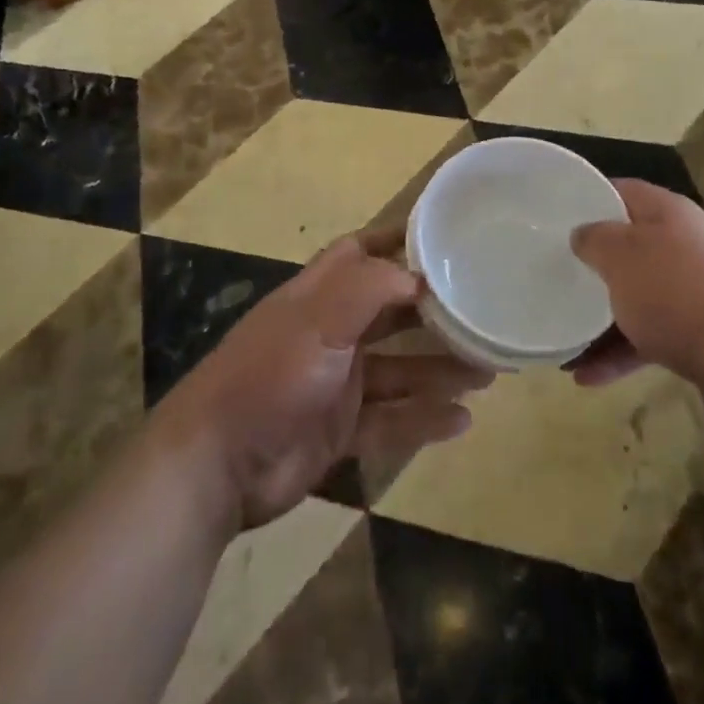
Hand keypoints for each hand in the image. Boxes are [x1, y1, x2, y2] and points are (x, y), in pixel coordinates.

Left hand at [156, 226, 492, 530]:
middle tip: (482, 312)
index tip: (443, 236)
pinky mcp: (339, 431)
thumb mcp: (319, 321)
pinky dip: (424, 419)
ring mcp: (335, 385)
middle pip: (390, 314)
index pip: (359, 253)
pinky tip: (462, 421)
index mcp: (318, 297)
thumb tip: (418, 275)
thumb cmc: (269, 376)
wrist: (214, 468)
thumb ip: (368, 290)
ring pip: (399, 370)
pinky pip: (392, 421)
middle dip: (433, 313)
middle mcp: (330, 334)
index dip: (396, 241)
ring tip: (489, 370)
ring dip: (439, 370)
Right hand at [569, 180, 703, 389]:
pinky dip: (622, 351)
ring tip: (566, 341)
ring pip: (639, 294)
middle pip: (631, 245)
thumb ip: (594, 238)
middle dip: (594, 263)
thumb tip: (583, 234)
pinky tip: (588, 376)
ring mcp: (698, 289)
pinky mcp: (703, 331)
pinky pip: (652, 334)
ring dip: (602, 317)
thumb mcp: (621, 255)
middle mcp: (686, 243)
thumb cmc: (675, 293)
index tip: (556, 216)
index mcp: (669, 212)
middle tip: (558, 274)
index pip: (622, 191)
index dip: (589, 198)